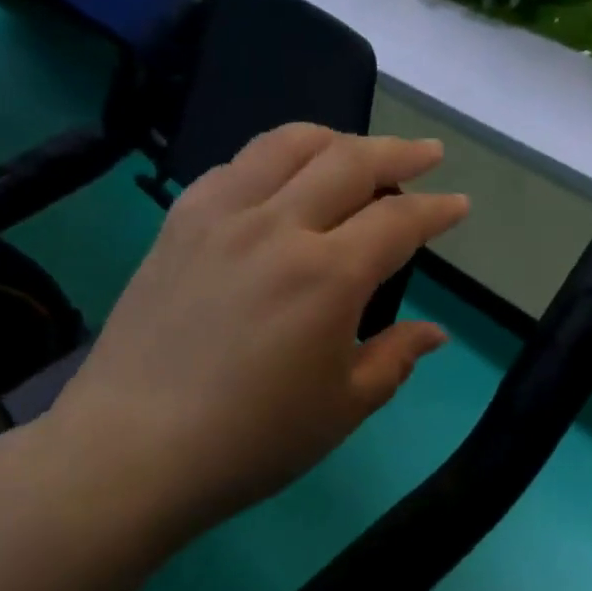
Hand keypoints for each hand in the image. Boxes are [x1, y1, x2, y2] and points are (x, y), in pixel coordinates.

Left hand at [42, 125, 467, 543]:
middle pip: (349, 160)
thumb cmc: (252, 440)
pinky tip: (283, 181)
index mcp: (327, 276)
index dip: (436, 210)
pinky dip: (275, 159)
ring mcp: (220, 217)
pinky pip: (236, 166)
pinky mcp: (179, 223)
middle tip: (427, 153)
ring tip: (358, 152)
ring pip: (287, 144)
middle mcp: (276, 227)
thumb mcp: (344, 407)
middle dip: (399, 151)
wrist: (132, 451)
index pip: (398, 220)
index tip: (459, 204)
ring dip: (335, 139)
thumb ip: (395, 359)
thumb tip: (434, 333)